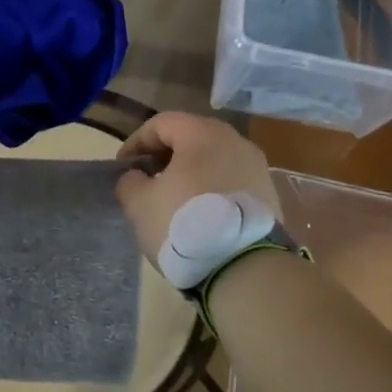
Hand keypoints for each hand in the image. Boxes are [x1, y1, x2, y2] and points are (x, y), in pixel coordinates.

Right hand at [114, 112, 278, 261]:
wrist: (243, 267)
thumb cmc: (183, 225)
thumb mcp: (139, 204)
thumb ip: (129, 181)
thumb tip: (136, 176)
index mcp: (202, 134)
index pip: (161, 123)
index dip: (136, 142)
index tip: (122, 167)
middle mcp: (235, 141)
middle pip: (191, 137)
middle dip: (164, 156)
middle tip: (146, 180)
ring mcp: (257, 168)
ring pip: (214, 159)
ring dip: (189, 173)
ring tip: (172, 199)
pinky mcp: (268, 195)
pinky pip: (231, 181)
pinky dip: (211, 189)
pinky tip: (199, 215)